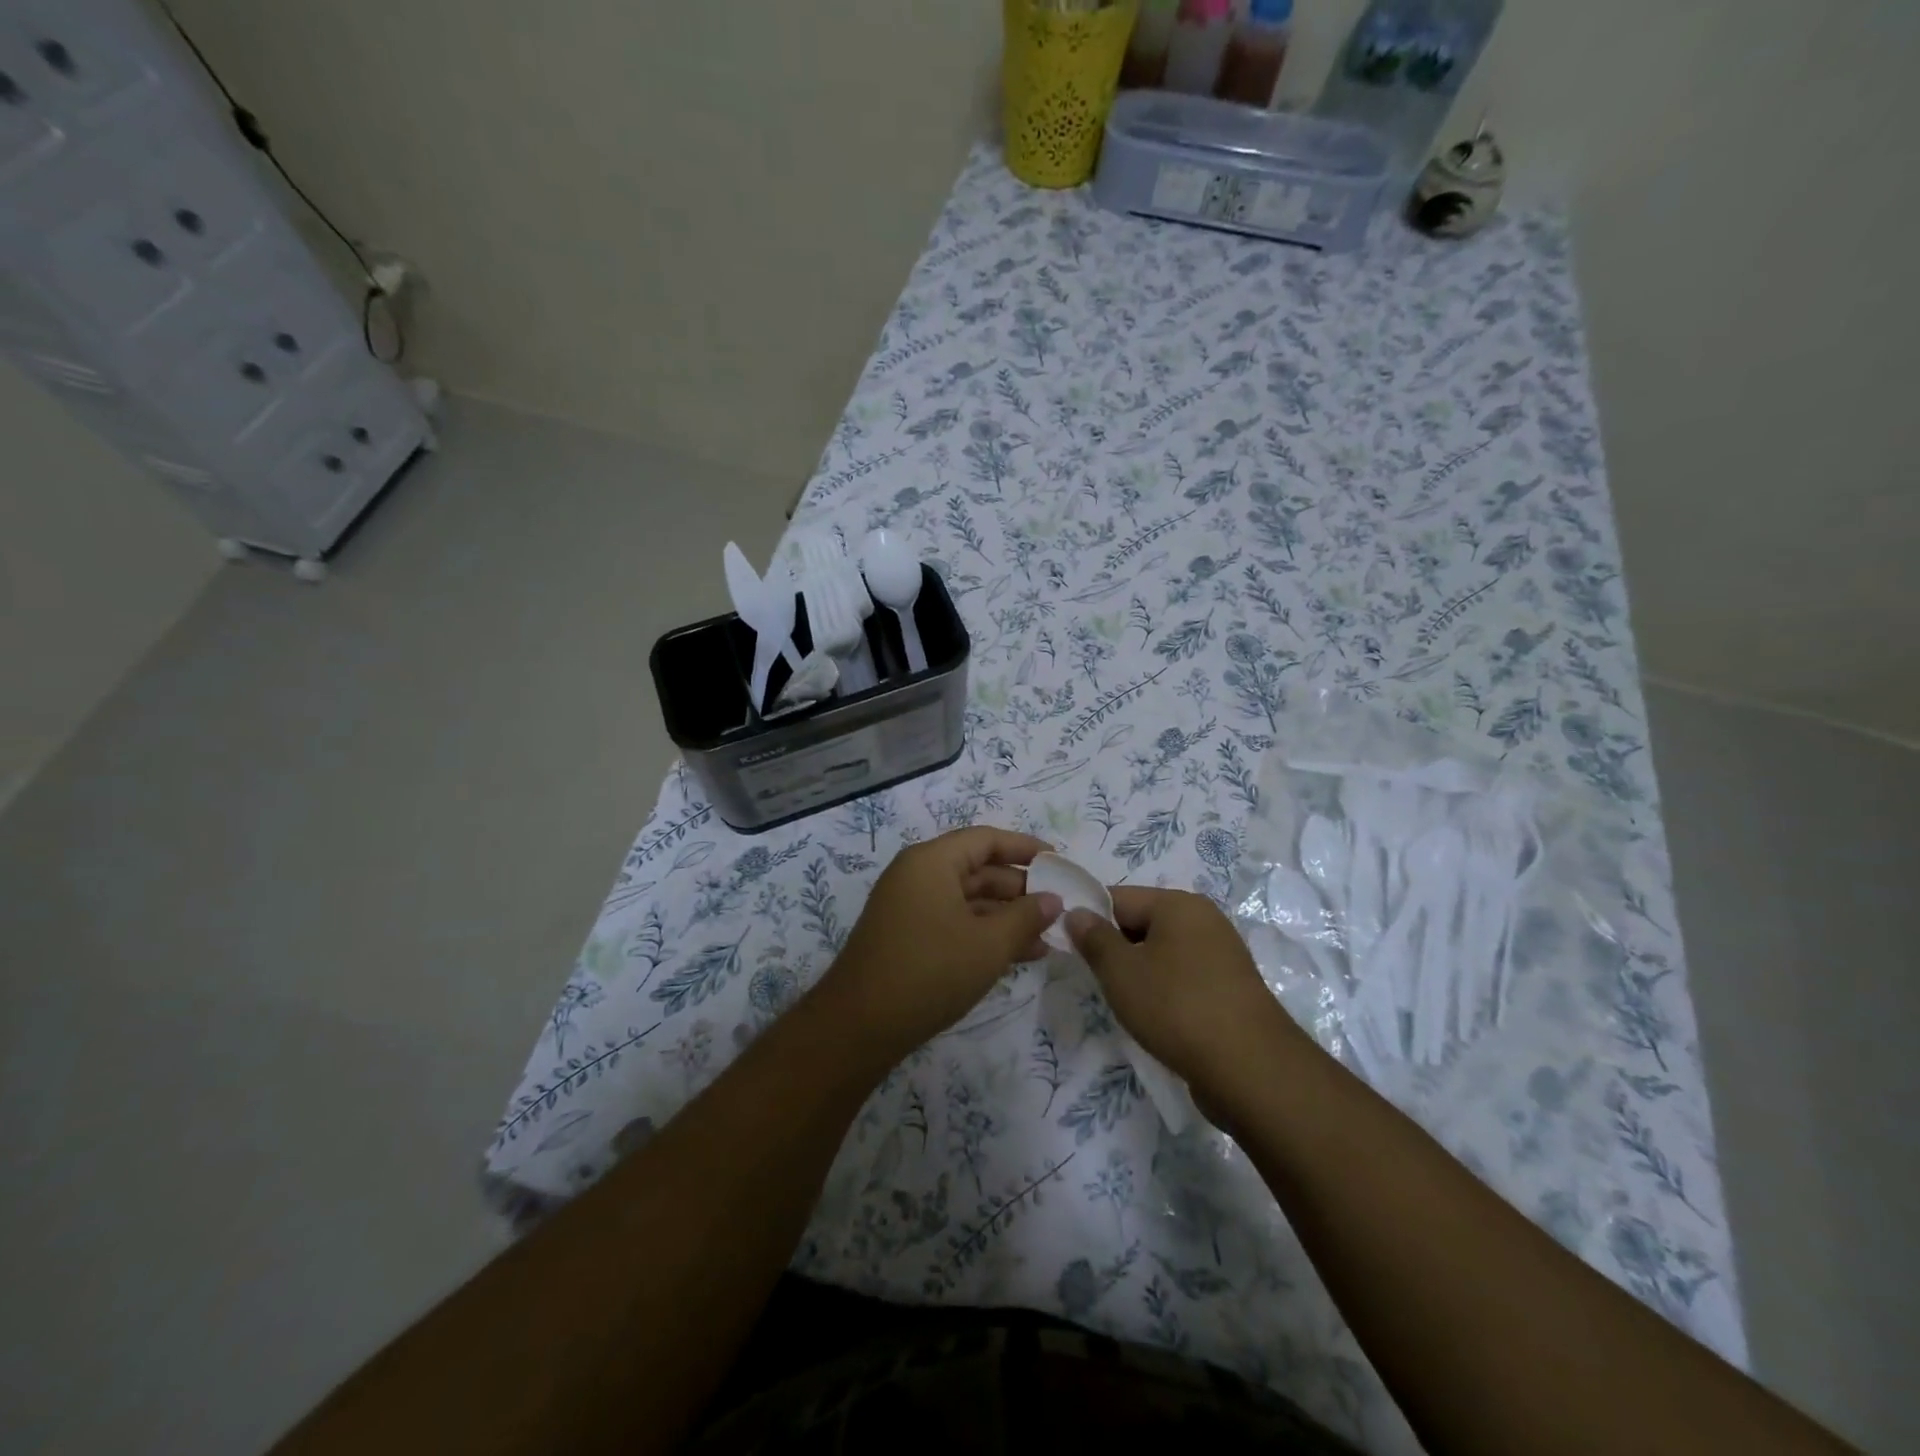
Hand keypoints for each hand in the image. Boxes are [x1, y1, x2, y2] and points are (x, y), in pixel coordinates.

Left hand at [821, 826, 1062, 1065]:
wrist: (860, 1026)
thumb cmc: (930, 971)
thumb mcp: (989, 944)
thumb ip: (1026, 917)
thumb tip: (1053, 899)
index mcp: (932, 861)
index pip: (986, 840)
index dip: (1024, 848)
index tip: (1058, 862)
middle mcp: (917, 875)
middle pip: (977, 869)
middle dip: (1020, 888)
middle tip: (1058, 907)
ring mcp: (909, 907)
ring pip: (968, 900)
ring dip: (1006, 917)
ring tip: (1047, 938)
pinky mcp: (907, 937)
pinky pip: (954, 922)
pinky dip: (984, 933)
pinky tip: (1018, 955)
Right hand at [1066, 887, 1307, 1104]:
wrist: (1250, 1070)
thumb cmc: (1176, 1007)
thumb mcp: (1121, 972)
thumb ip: (1093, 938)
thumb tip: (1076, 913)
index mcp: (1178, 904)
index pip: (1118, 898)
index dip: (1089, 920)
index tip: (1069, 949)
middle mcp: (1204, 920)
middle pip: (1142, 922)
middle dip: (1115, 948)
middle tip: (1096, 980)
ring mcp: (1222, 955)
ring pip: (1163, 952)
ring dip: (1139, 972)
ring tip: (1125, 1003)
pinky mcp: (1231, 988)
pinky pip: (1184, 977)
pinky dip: (1165, 990)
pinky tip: (1156, 1018)